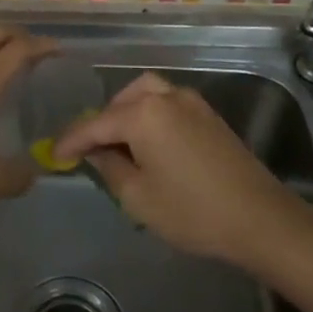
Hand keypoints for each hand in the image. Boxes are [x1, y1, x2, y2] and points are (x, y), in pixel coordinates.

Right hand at [52, 72, 300, 262]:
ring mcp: (192, 102)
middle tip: (90, 150)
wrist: (259, 218)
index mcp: (143, 114)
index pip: (95, 123)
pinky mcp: (209, 115)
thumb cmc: (192, 211)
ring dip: (126, 112)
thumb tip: (97, 151)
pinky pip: (167, 102)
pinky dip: (150, 114)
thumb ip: (109, 167)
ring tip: (118, 143)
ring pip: (147, 93)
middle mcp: (166, 97)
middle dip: (102, 121)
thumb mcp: (138, 197)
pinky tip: (148, 143)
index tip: (53, 155)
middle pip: (122, 100)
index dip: (71, 141)